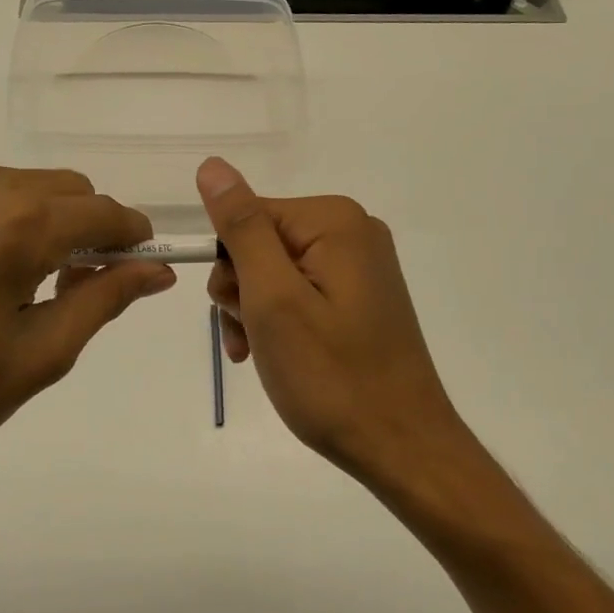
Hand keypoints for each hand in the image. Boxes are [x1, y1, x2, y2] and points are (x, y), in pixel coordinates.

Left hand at [0, 161, 174, 550]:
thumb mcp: (37, 357)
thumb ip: (104, 300)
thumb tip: (157, 270)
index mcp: (18, 223)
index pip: (103, 210)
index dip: (130, 237)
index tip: (135, 267)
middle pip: (59, 187)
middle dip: (79, 228)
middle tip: (65, 287)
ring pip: (7, 185)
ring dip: (25, 222)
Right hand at [199, 157, 467, 483]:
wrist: (400, 446)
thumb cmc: (330, 376)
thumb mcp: (273, 298)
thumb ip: (242, 229)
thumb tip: (213, 166)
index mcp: (334, 221)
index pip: (247, 216)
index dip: (230, 265)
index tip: (237, 310)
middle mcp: (352, 231)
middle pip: (260, 243)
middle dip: (242, 291)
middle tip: (251, 337)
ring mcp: (359, 266)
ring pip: (274, 272)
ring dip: (254, 312)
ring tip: (260, 353)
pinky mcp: (360, 297)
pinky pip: (300, 292)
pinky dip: (278, 321)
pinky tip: (275, 356)